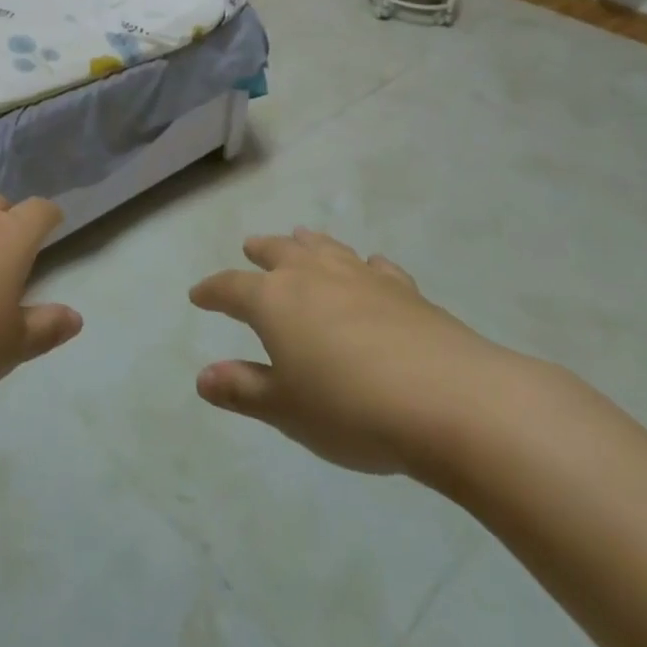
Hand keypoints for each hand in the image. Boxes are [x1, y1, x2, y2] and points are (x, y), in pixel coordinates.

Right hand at [190, 229, 525, 483]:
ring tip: (300, 236)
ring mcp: (361, 277)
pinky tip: (370, 268)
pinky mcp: (404, 289)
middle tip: (250, 247)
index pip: (231, 288)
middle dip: (260, 251)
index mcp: (274, 300)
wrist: (448, 400)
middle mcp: (312, 276)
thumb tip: (202, 377)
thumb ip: (243, 390)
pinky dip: (364, 265)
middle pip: (278, 253)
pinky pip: (375, 267)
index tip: (197, 296)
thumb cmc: (351, 409)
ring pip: (325, 248)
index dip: (212, 292)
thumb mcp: (286, 409)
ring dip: (308, 243)